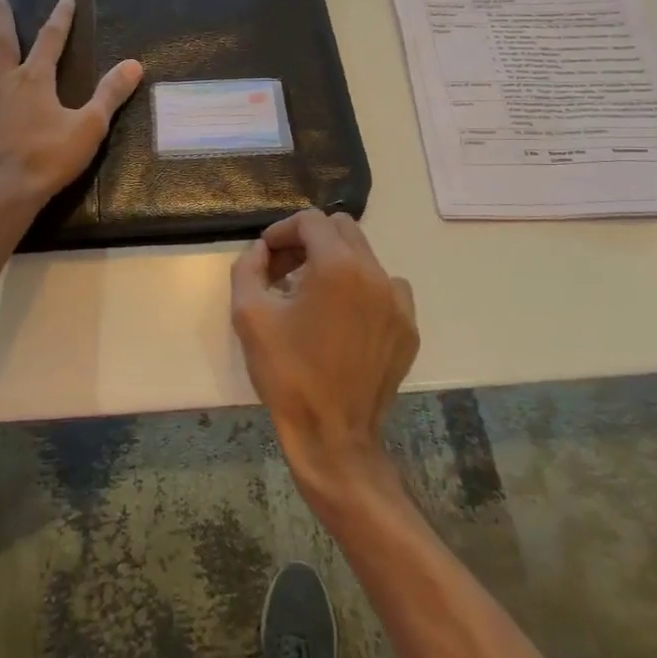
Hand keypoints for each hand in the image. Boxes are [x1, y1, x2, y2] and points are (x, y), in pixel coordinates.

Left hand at [0, 0, 142, 211]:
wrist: (3, 194)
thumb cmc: (49, 159)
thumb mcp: (89, 127)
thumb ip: (110, 94)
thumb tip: (134, 64)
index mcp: (36, 80)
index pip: (52, 39)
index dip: (61, 16)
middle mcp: (6, 82)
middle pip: (2, 40)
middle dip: (1, 15)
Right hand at [231, 209, 418, 496]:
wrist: (333, 436)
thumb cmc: (287, 374)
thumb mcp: (249, 316)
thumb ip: (248, 268)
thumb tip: (261, 251)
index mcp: (338, 267)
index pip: (311, 221)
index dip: (283, 230)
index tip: (266, 254)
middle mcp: (375, 274)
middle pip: (342, 230)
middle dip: (309, 241)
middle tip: (284, 270)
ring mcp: (398, 302)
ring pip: (365, 257)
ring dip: (335, 263)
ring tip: (311, 296)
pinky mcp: (408, 327)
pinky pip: (384, 288)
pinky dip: (360, 289)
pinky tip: (341, 319)